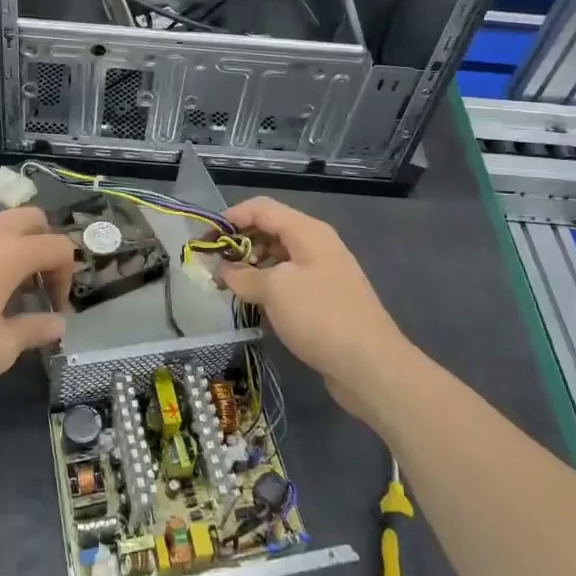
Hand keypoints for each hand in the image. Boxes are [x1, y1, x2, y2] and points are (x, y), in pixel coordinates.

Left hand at [0, 207, 72, 382]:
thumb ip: (34, 332)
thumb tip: (58, 324)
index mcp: (14, 251)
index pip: (60, 246)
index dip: (67, 276)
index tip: (54, 308)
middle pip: (37, 220)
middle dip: (47, 249)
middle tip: (39, 286)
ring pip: (8, 222)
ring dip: (21, 247)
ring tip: (11, 288)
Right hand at [218, 197, 411, 417]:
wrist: (370, 366)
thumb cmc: (321, 316)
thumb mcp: (275, 290)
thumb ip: (244, 275)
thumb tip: (224, 270)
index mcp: (308, 232)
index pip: (261, 208)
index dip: (230, 218)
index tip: (204, 238)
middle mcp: (316, 245)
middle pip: (270, 230)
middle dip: (239, 243)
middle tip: (212, 265)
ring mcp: (322, 273)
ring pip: (277, 258)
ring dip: (251, 267)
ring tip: (226, 286)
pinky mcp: (323, 300)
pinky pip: (287, 282)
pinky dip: (266, 286)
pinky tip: (251, 303)